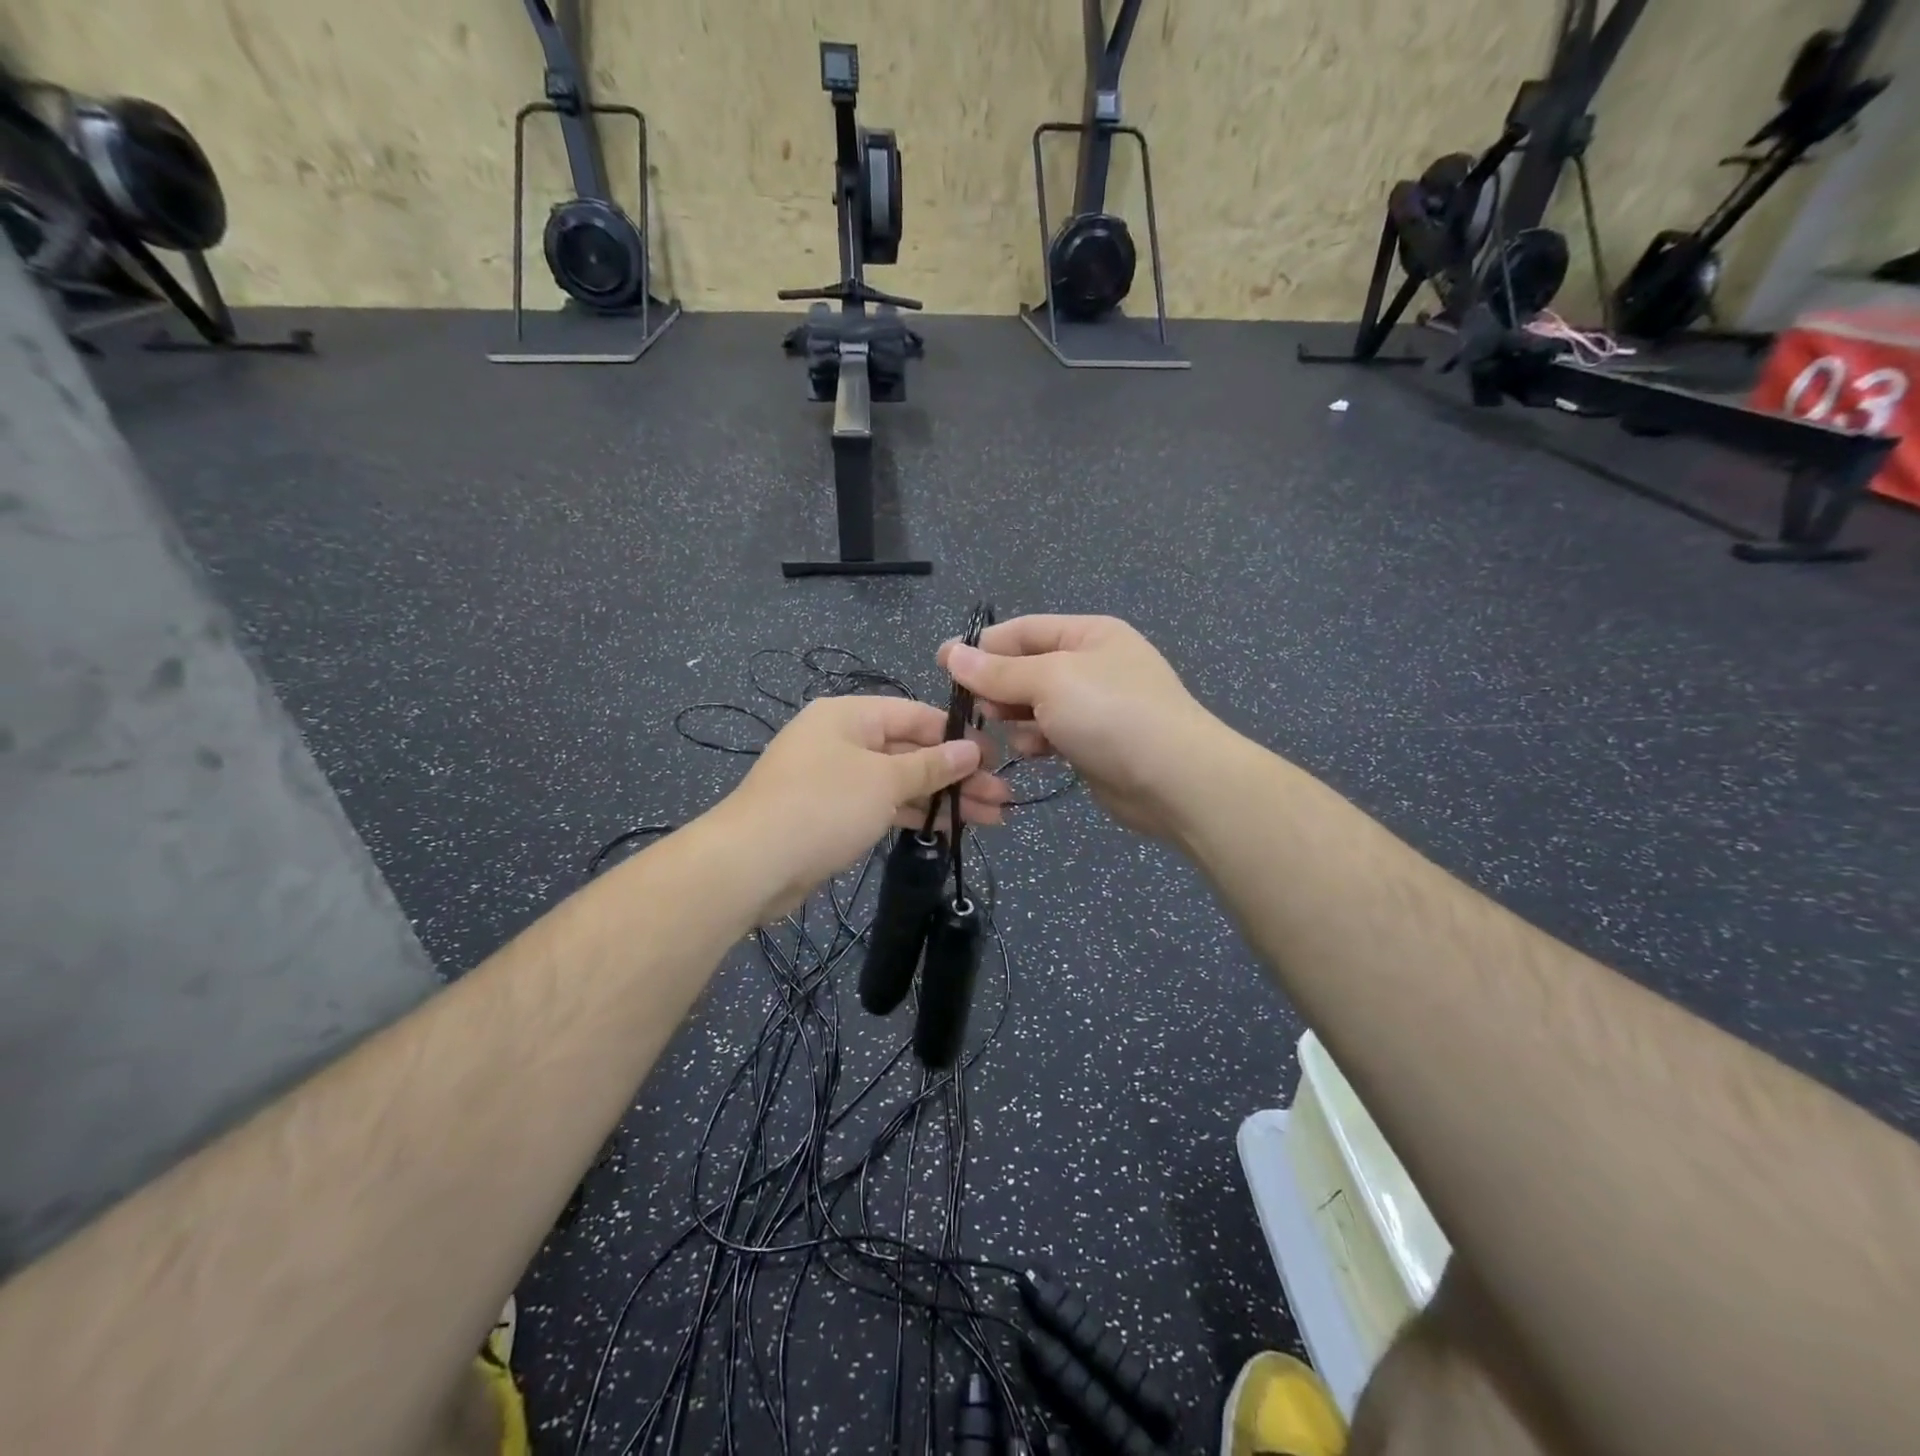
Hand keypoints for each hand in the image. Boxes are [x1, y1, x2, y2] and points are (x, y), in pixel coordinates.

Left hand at [713, 696, 1008, 921]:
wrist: (751, 864)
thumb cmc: (822, 806)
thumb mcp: (884, 780)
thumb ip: (931, 765)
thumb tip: (971, 748)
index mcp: (849, 715)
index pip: (916, 715)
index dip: (958, 736)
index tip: (995, 759)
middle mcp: (842, 740)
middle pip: (911, 751)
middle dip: (957, 775)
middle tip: (1001, 798)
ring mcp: (835, 779)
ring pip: (900, 782)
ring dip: (942, 800)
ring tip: (990, 819)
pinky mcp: (831, 815)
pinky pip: (882, 806)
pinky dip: (913, 815)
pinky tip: (949, 830)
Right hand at [938, 615, 1228, 839]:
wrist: (1173, 779)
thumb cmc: (1110, 713)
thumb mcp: (1050, 680)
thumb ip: (998, 671)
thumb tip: (951, 653)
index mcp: (1089, 634)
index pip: (1024, 630)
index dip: (982, 645)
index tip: (942, 663)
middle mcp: (1093, 665)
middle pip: (1028, 668)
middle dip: (999, 687)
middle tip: (974, 707)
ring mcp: (1096, 706)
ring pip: (1036, 705)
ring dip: (1016, 718)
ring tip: (1005, 730)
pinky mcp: (1094, 743)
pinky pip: (1052, 734)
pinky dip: (1038, 741)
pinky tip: (1034, 752)